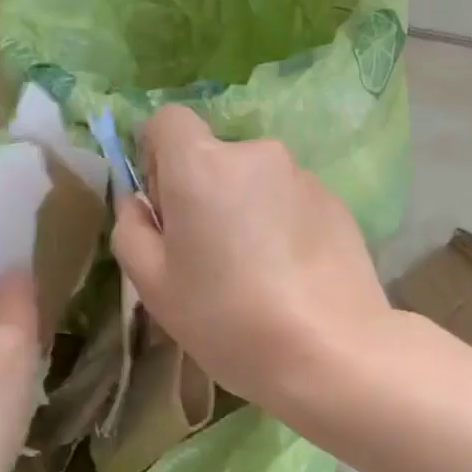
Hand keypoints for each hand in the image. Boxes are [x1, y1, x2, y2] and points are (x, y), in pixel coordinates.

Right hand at [110, 106, 392, 411]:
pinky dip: (284, 225)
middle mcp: (257, 155)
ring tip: (258, 272)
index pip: (169, 121)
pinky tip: (292, 276)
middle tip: (211, 254)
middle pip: (217, 155)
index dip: (159, 156)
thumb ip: (132, 229)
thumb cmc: (228, 319)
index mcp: (203, 164)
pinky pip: (293, 202)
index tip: (167, 205)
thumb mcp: (154, 285)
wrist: (330, 351)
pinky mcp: (338, 203)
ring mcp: (304, 177)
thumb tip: (139, 201)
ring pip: (258, 181)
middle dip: (206, 190)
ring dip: (248, 209)